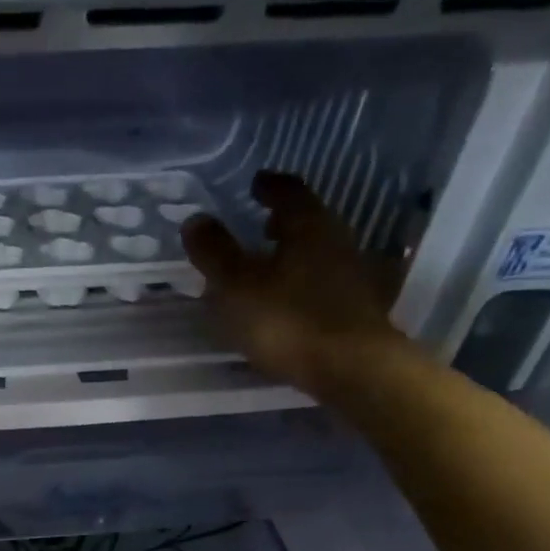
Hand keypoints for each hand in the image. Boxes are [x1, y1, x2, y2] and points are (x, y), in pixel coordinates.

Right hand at [181, 172, 403, 391]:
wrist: (350, 367)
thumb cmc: (288, 321)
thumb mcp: (238, 287)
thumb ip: (215, 253)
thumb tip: (195, 219)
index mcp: (308, 226)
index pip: (289, 192)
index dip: (269, 186)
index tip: (255, 183)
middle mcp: (335, 240)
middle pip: (307, 221)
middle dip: (283, 220)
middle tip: (261, 222)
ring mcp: (350, 274)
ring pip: (316, 251)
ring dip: (293, 252)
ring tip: (268, 263)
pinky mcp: (354, 308)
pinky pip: (322, 281)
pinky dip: (302, 281)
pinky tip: (286, 299)